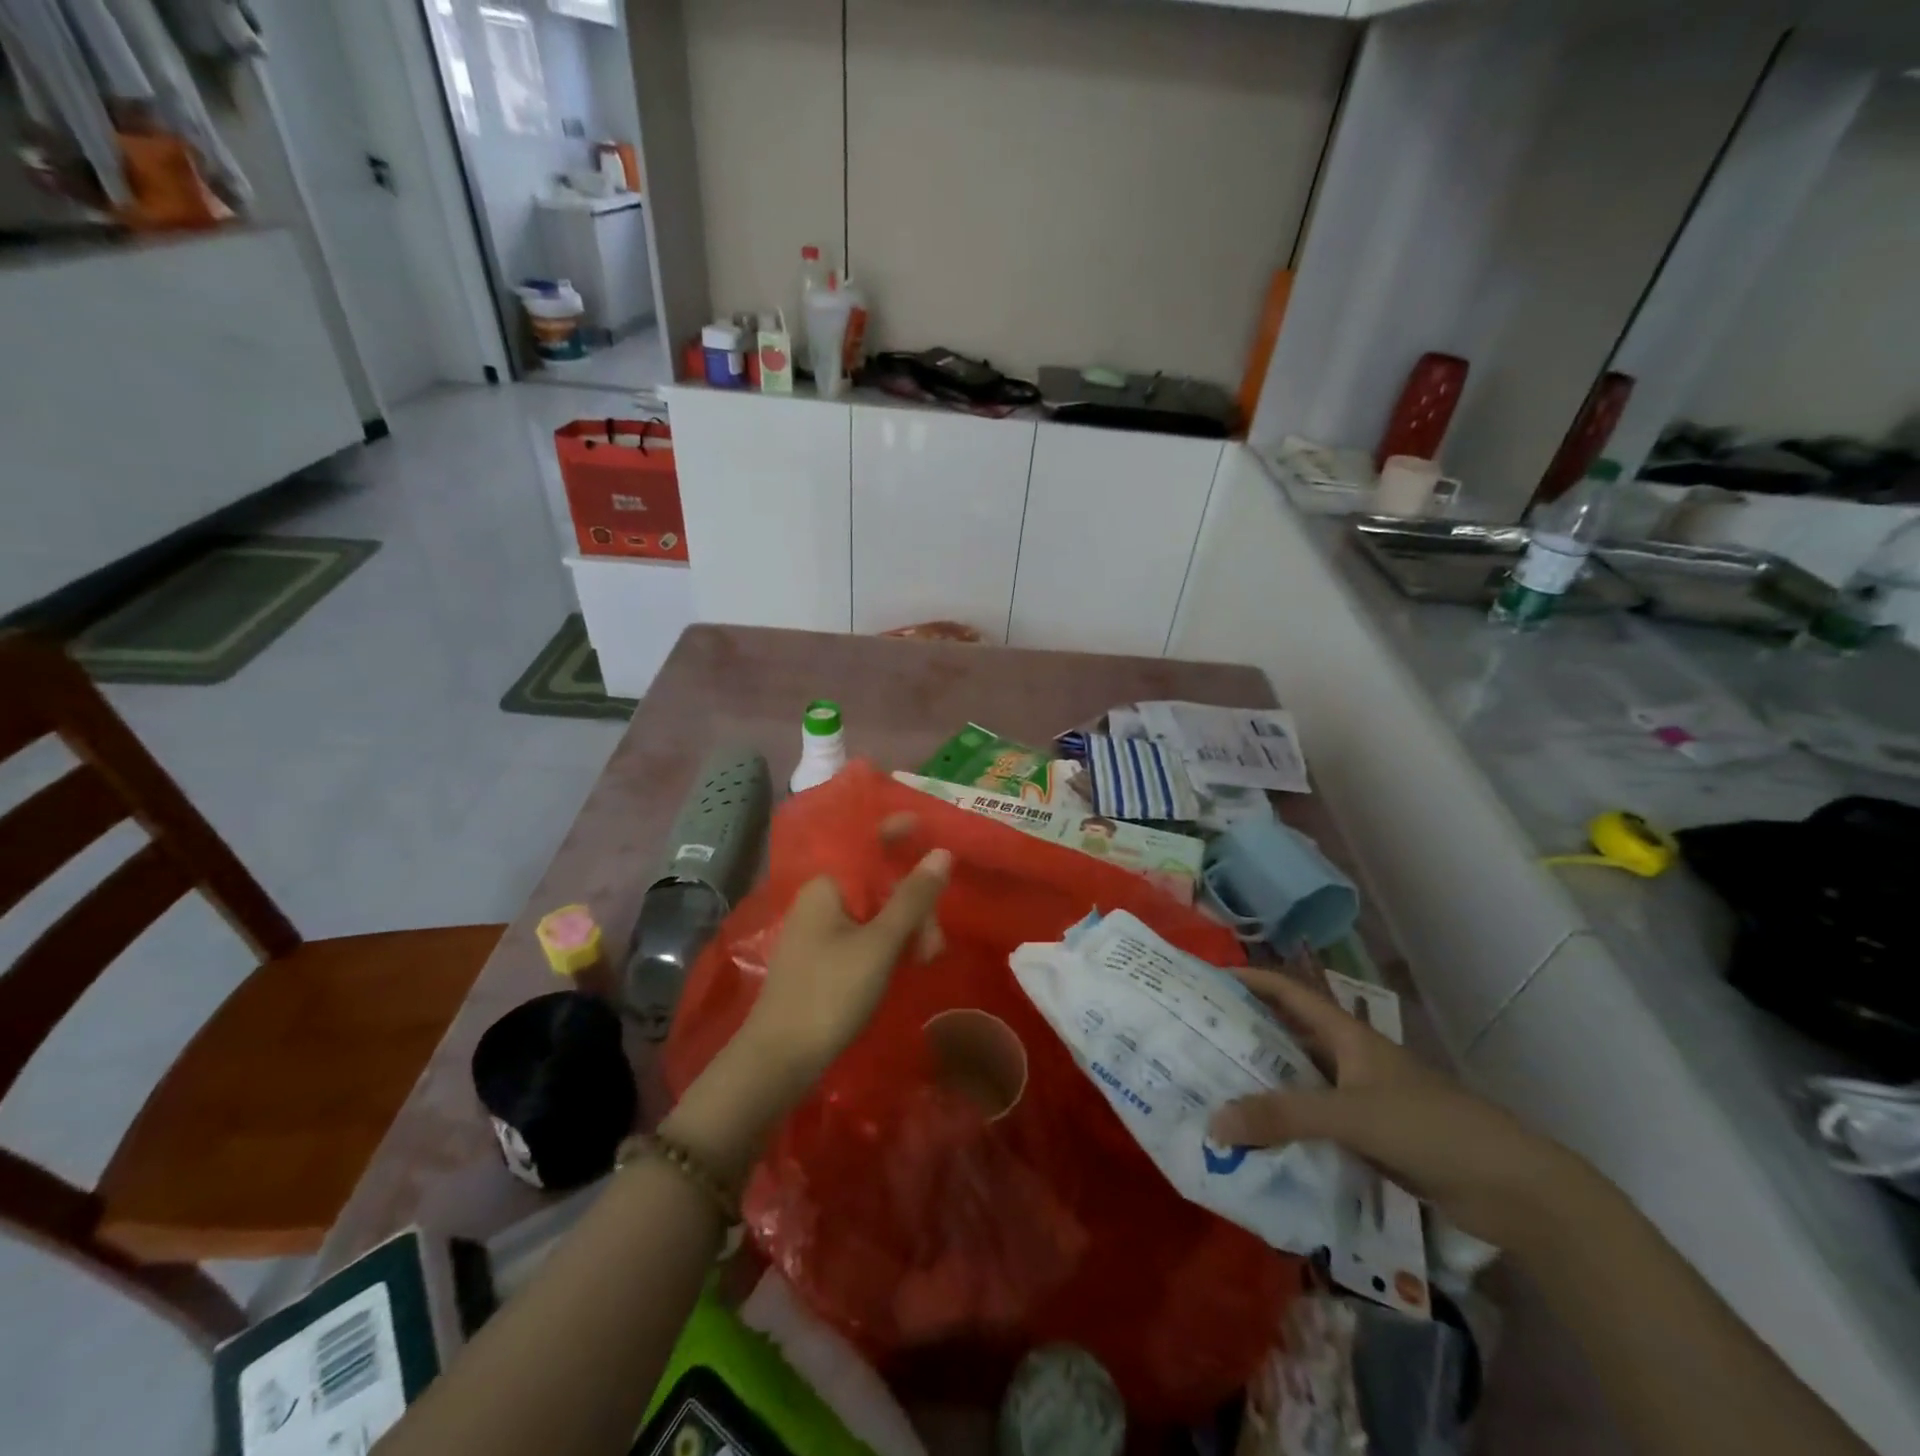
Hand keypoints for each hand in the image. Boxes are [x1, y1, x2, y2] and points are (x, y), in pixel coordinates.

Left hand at [737, 813, 951, 1098]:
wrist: (779, 1060)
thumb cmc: (830, 993)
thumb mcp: (880, 943)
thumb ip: (912, 897)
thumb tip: (941, 852)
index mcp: (826, 885)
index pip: (864, 842)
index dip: (896, 832)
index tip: (930, 831)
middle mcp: (820, 900)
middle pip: (877, 882)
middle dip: (913, 902)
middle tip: (934, 941)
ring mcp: (820, 931)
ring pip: (875, 912)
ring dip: (906, 927)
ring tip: (926, 959)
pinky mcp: (823, 959)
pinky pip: (865, 936)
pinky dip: (889, 944)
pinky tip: (909, 964)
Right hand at [1207, 965, 1583, 1244]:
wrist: (1513, 1188)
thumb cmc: (1431, 1127)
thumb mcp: (1351, 1115)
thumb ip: (1284, 1116)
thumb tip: (1214, 1122)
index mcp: (1348, 1034)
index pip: (1289, 991)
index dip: (1252, 979)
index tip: (1208, 980)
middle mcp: (1350, 1058)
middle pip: (1289, 1034)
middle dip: (1247, 1033)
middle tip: (1198, 1039)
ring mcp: (1362, 1098)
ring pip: (1301, 1080)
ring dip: (1265, 1083)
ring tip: (1216, 1088)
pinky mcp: (1372, 1136)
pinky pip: (1316, 1121)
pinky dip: (1288, 1125)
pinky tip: (1259, 1139)